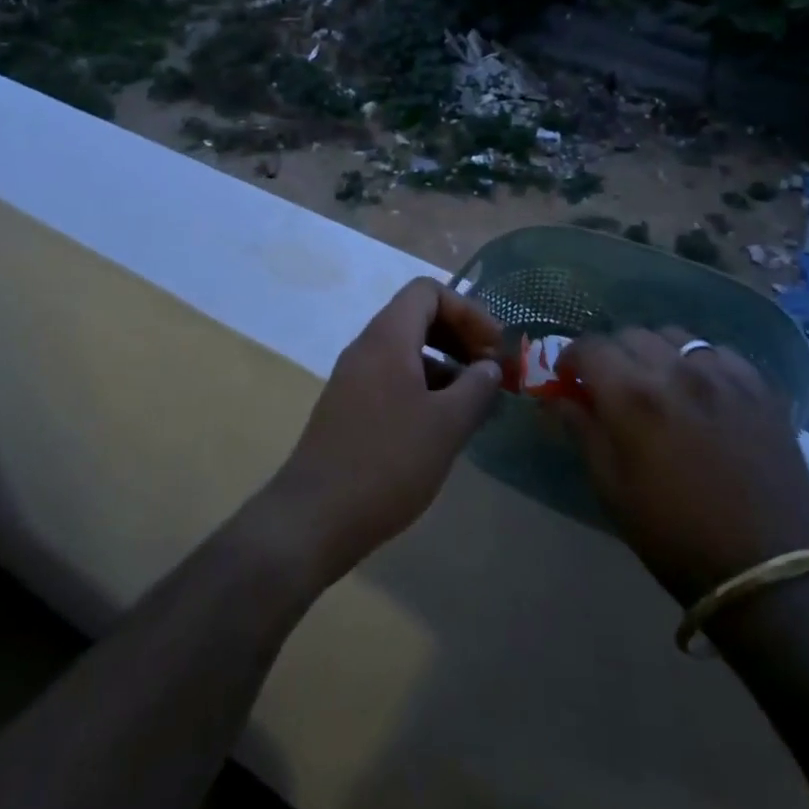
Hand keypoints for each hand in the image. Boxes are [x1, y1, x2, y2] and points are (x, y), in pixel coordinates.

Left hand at [261, 278, 505, 583]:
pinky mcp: (348, 408)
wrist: (314, 516)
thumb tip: (489, 367)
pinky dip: (423, 387)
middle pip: (417, 317)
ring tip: (474, 401)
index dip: (467, 310)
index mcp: (387, 338)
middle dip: (459, 336)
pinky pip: (392, 378)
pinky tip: (442, 425)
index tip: (494, 347)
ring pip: (405, 351)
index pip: (427, 291)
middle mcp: (366, 348)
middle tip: (489, 369)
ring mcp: (353, 378)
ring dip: (444, 365)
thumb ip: (476, 388)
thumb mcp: (446, 425)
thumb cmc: (387, 462)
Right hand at [550, 329, 808, 605]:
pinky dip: (701, 363)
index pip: (590, 346)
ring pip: (675, 336)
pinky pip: (720, 353)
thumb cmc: (673, 535)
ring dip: (656, 353)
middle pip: (631, 335)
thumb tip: (558, 398)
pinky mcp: (760, 388)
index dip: (572, 358)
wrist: (763, 570)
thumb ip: (582, 431)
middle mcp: (676, 371)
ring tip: (660, 384)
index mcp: (633, 396)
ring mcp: (723, 376)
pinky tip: (703, 391)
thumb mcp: (611, 488)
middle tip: (612, 386)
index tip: (570, 379)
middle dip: (612, 354)